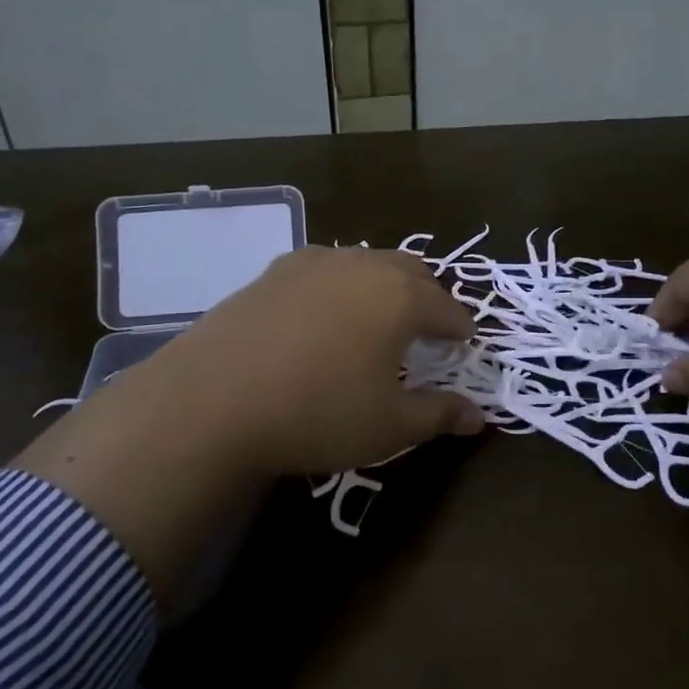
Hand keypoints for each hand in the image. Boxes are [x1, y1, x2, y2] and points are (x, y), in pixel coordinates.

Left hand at [135, 245, 484, 478]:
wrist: (210, 401)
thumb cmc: (317, 413)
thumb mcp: (388, 426)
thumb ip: (439, 415)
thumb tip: (477, 416)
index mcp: (399, 297)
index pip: (448, 308)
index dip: (461, 331)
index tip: (463, 348)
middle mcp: (361, 265)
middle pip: (412, 271)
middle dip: (428, 298)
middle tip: (428, 331)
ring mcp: (314, 262)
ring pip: (367, 263)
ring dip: (384, 286)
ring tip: (378, 320)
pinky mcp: (273, 271)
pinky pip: (325, 269)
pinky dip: (341, 286)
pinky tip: (324, 316)